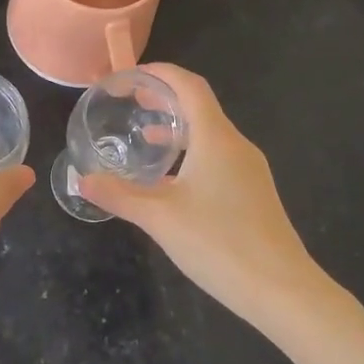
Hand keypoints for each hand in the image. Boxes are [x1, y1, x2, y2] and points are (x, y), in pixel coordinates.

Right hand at [79, 63, 324, 325]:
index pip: (190, 86)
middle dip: (165, 98)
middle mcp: (236, 145)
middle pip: (200, 106)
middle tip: (130, 100)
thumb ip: (118, 195)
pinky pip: (217, 157)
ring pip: (209, 134)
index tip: (131, 75)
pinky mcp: (253, 193)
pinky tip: (170, 180)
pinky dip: (191, 152)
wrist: (282, 291)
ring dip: (177, 127)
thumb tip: (80, 179)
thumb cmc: (219, 243)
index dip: (161, 73)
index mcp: (216, 138)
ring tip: (145, 134)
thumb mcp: (160, 218)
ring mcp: (249, 170)